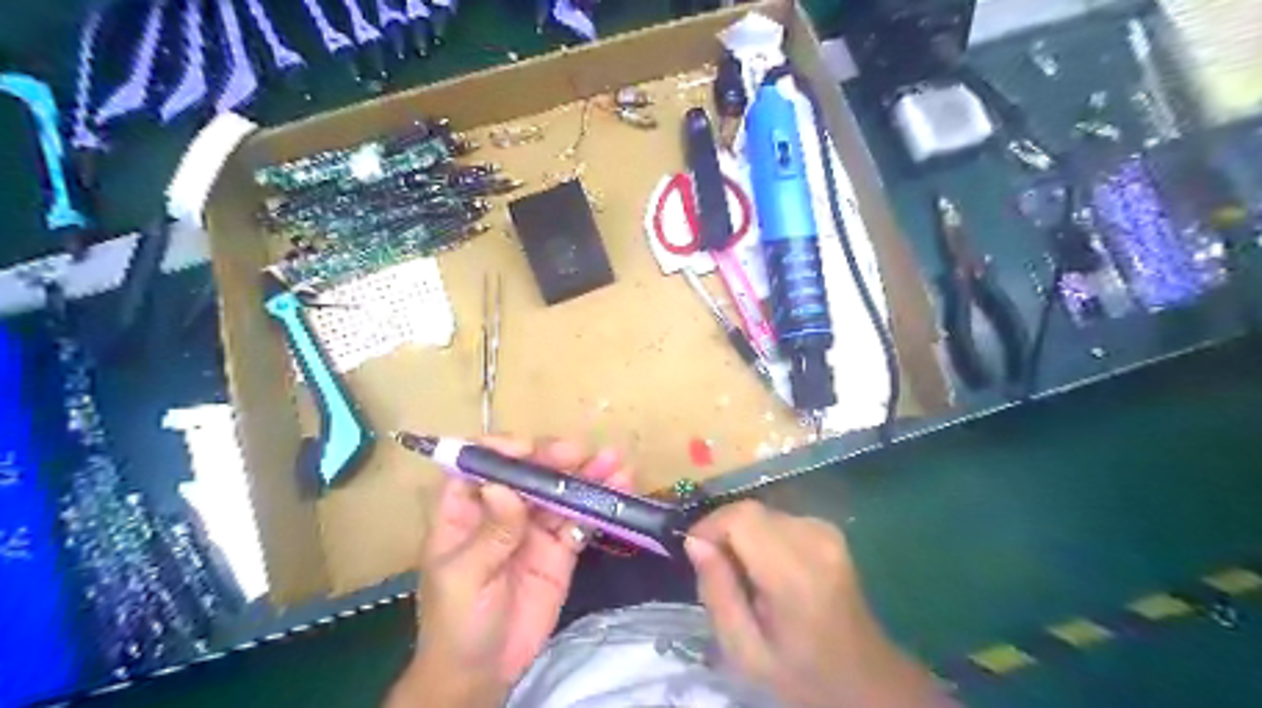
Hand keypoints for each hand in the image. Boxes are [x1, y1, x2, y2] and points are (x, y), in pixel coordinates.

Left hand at [392, 441, 631, 705]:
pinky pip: (580, 520)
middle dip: (553, 459)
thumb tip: (503, 486)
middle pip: (528, 473)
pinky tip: (619, 490)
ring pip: (559, 492)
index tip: (528, 451)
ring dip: (586, 475)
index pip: (479, 466)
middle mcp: (502, 510)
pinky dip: (599, 505)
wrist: (485, 674)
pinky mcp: (561, 548)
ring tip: (614, 462)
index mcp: (465, 511)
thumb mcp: (465, 578)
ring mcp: (534, 528)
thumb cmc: (457, 623)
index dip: (502, 451)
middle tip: (581, 454)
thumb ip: (489, 534)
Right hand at [689, 499, 945, 706]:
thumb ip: (717, 593)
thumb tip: (695, 542)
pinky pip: (778, 518)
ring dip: (742, 534)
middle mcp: (814, 539)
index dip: (710, 527)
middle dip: (723, 532)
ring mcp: (827, 531)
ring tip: (743, 574)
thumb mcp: (744, 651)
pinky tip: (766, 568)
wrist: (864, 679)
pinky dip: (761, 535)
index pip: (740, 518)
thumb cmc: (801, 674)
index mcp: (795, 573)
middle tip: (717, 571)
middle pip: (749, 511)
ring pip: (762, 512)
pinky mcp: (829, 529)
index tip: (696, 554)